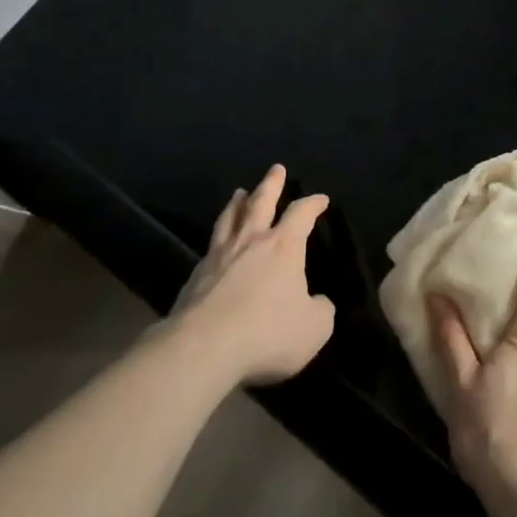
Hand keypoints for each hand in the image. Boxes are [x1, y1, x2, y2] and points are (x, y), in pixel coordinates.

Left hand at [171, 164, 335, 385]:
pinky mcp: (195, 276)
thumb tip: (318, 302)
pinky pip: (210, 246)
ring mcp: (219, 256)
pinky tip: (217, 243)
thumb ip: (320, 310)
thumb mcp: (313, 328)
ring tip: (239, 193)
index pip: (302, 213)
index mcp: (283, 246)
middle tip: (275, 168)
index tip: (321, 199)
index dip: (313, 204)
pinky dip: (218, 237)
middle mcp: (251, 241)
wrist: (203, 348)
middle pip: (261, 202)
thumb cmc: (267, 332)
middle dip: (271, 184)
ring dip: (237, 203)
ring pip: (230, 218)